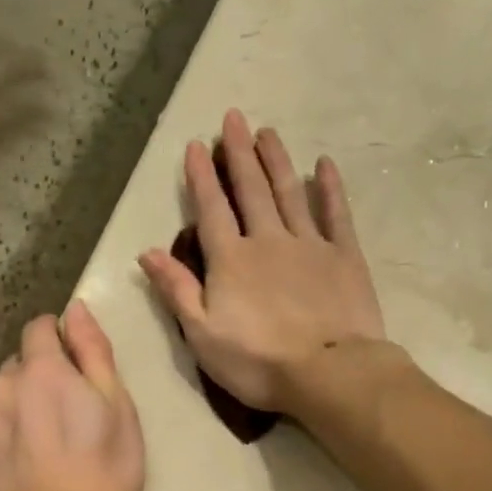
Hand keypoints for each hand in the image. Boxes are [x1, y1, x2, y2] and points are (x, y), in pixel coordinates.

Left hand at [0, 302, 144, 490]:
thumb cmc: (105, 467)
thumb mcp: (117, 404)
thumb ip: (93, 349)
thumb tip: (74, 308)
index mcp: (41, 370)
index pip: (38, 328)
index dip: (57, 342)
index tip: (73, 369)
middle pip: (15, 369)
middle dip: (35, 383)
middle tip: (61, 421)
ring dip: (11, 415)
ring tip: (35, 452)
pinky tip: (12, 472)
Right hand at [139, 109, 384, 412]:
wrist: (329, 373)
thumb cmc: (258, 362)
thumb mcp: (202, 335)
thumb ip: (177, 290)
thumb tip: (147, 252)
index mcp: (231, 260)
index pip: (212, 209)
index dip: (201, 177)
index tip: (195, 145)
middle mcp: (268, 240)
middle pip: (251, 189)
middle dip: (240, 153)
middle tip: (235, 117)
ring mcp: (310, 245)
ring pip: (290, 192)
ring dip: (277, 160)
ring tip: (268, 131)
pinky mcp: (345, 256)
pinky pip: (335, 214)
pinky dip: (329, 188)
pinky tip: (324, 165)